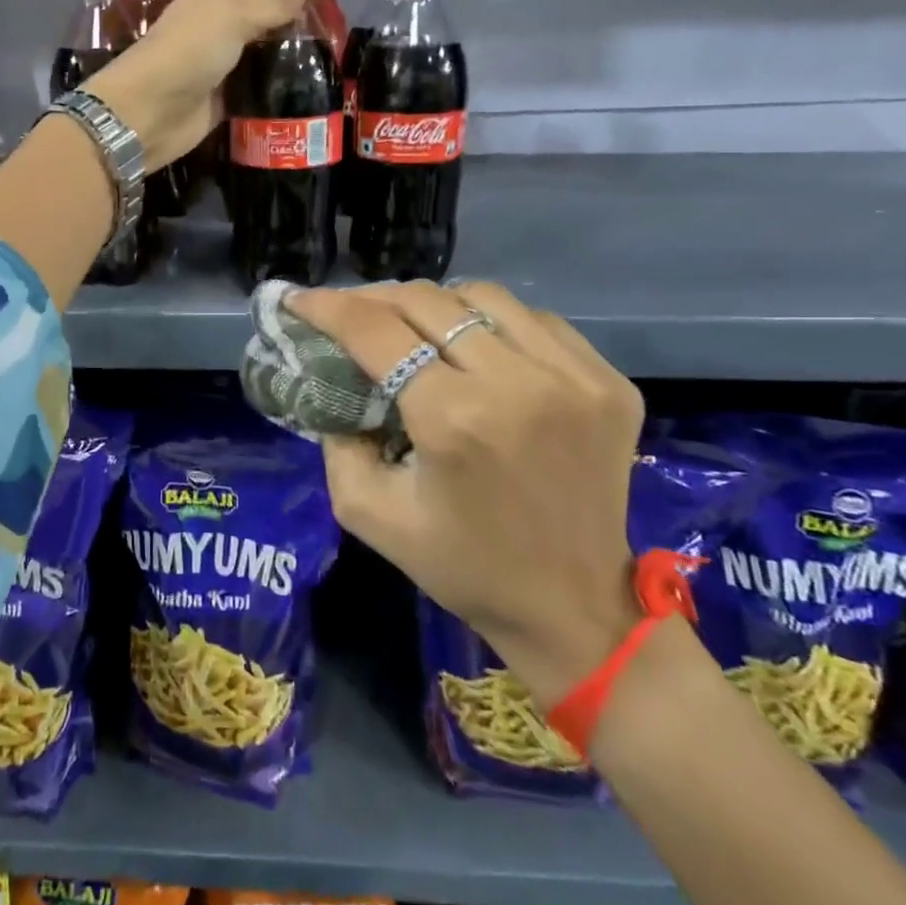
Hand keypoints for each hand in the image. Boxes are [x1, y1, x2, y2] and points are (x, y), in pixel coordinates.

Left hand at [82, 0, 355, 171]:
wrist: (149, 112)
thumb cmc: (190, 52)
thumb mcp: (235, 16)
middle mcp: (223, 22)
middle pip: (272, 12)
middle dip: (306, 13)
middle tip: (347, 22)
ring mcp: (225, 60)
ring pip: (268, 48)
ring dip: (297, 50)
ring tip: (338, 55)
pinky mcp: (227, 95)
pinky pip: (261, 82)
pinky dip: (282, 81)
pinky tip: (311, 85)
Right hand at [288, 280, 644, 706]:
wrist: (573, 607)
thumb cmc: (463, 567)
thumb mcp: (368, 512)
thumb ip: (336, 440)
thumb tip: (332, 380)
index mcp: (454, 420)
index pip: (377, 331)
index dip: (328, 307)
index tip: (297, 299)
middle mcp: (518, 383)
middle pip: (426, 301)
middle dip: (372, 298)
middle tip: (346, 310)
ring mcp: (573, 376)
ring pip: (482, 297)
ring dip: (432, 302)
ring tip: (408, 322)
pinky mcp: (607, 381)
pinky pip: (534, 320)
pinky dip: (490, 321)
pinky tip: (472, 343)